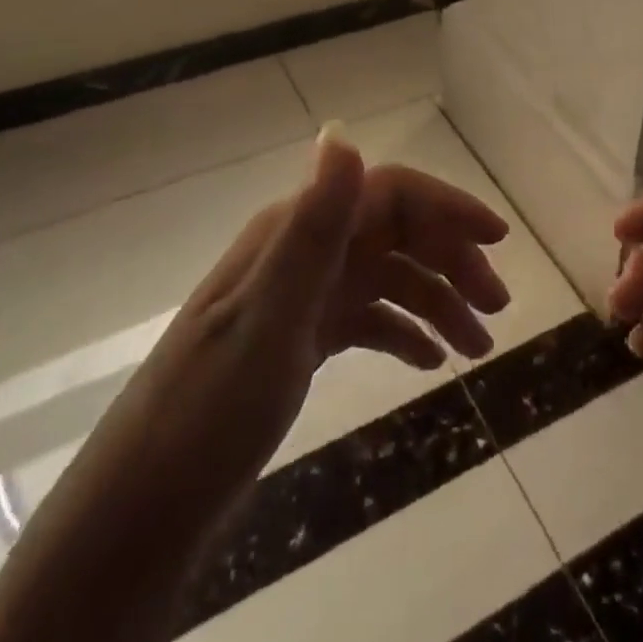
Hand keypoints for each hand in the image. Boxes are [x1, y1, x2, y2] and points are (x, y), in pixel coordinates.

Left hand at [131, 127, 511, 500]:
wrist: (143, 508)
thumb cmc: (209, 412)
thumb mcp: (269, 319)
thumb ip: (311, 227)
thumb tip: (342, 132)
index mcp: (295, 233)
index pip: (387, 193)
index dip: (446, 207)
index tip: (499, 240)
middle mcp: (301, 253)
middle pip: (395, 233)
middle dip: (452, 260)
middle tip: (498, 308)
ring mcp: (300, 297)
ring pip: (387, 278)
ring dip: (436, 301)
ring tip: (477, 348)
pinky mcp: (298, 339)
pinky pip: (367, 319)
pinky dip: (403, 331)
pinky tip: (429, 361)